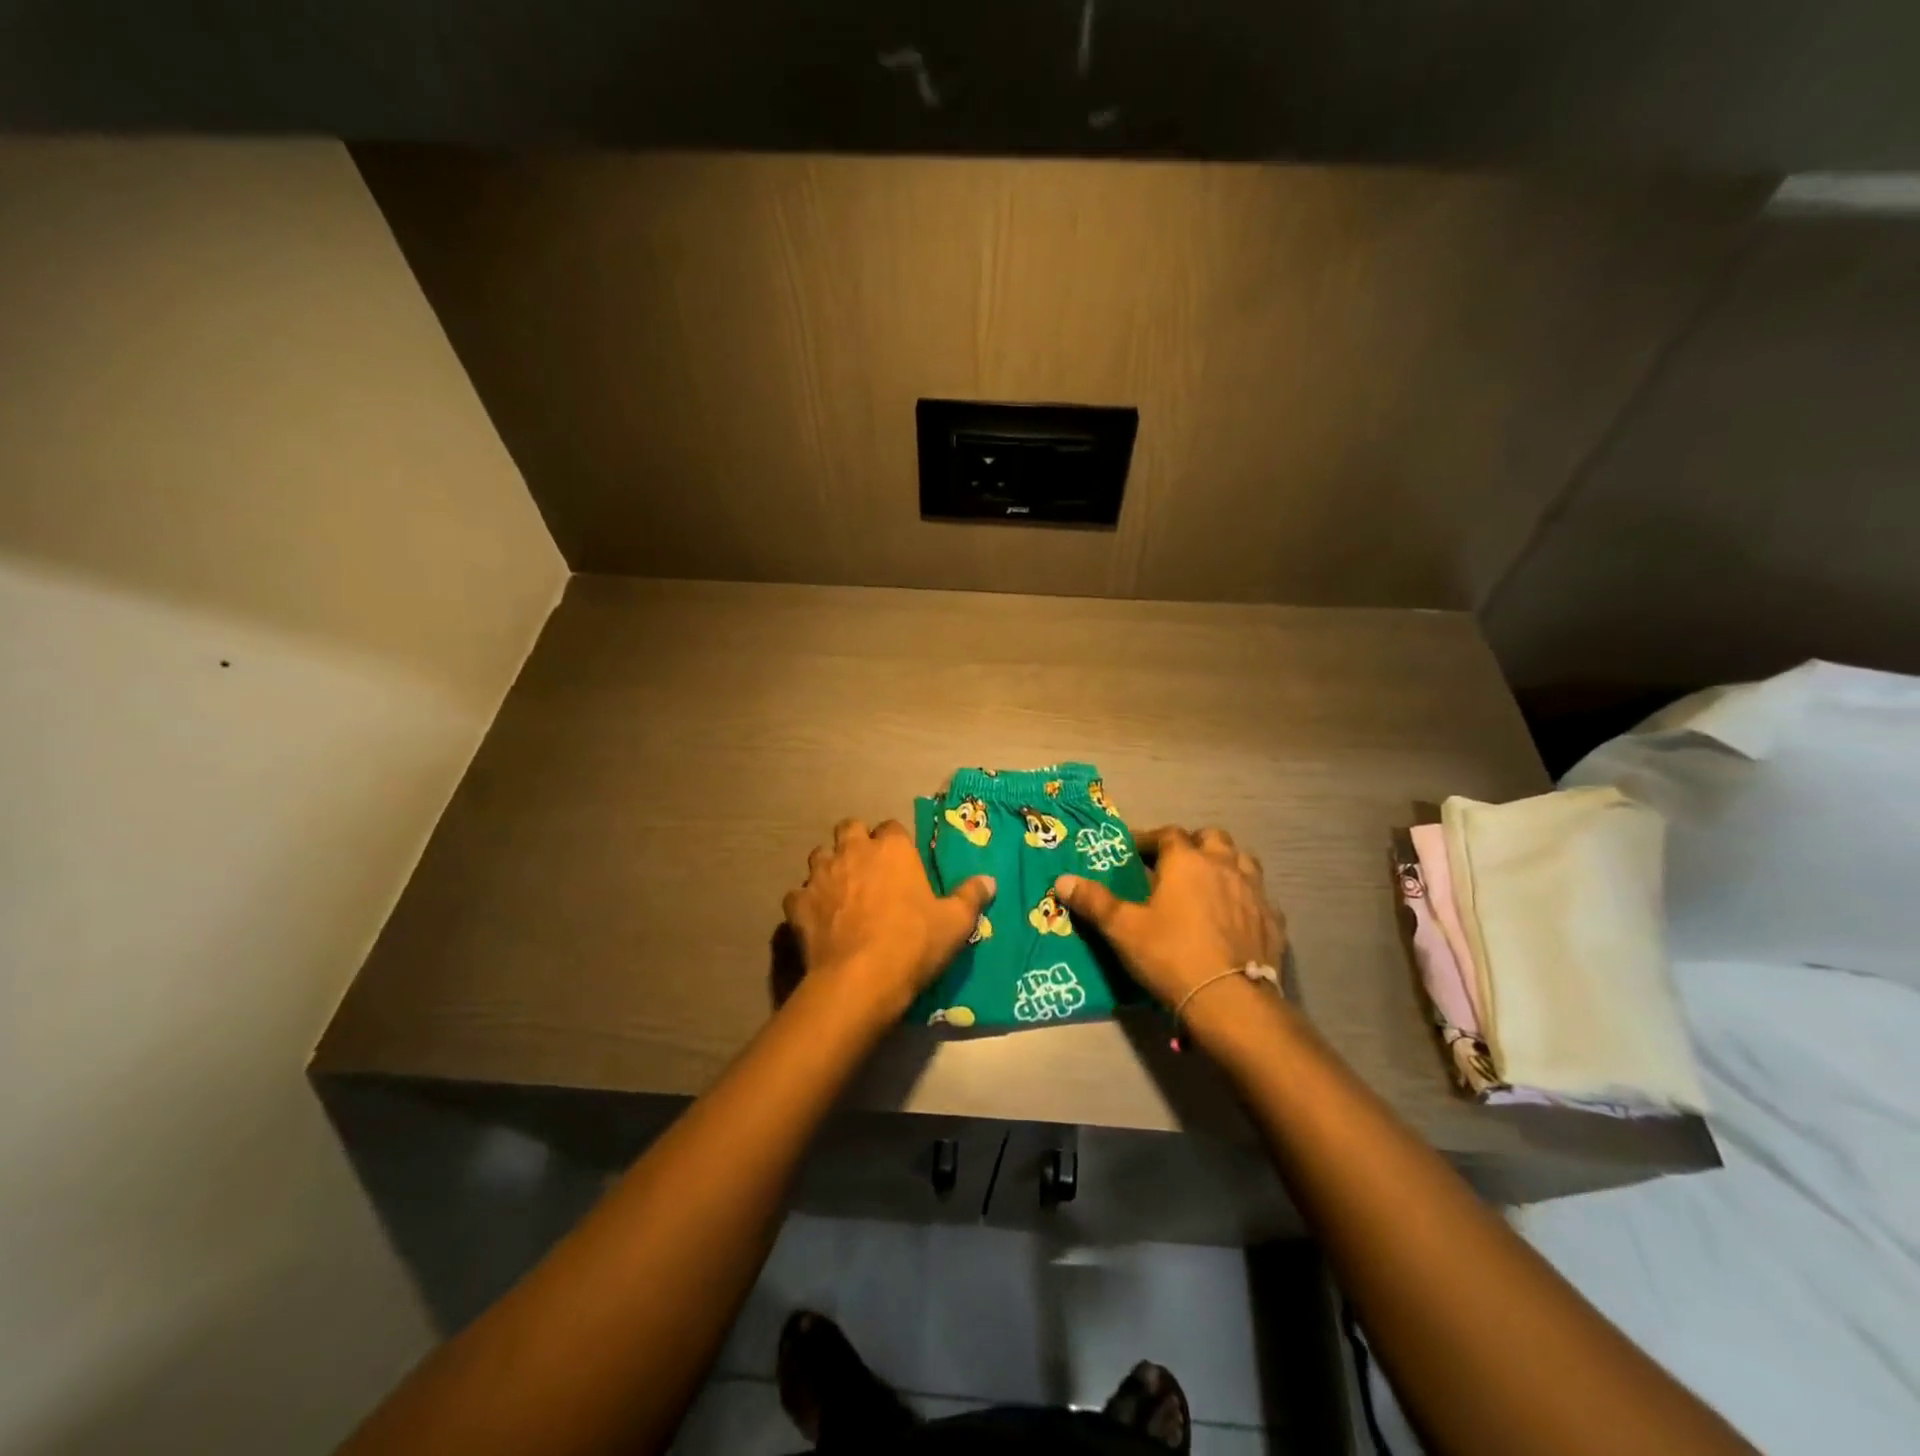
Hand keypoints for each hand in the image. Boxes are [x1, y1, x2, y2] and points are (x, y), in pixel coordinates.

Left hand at [783, 818, 995, 1023]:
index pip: (892, 827)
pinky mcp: (797, 905)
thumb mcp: (955, 923)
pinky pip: (798, 895)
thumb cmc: (913, 943)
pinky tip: (816, 919)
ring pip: (819, 856)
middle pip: (849, 828)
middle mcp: (853, 852)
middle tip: (867, 867)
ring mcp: (820, 876)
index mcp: (892, 849)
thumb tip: (989, 880)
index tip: (902, 862)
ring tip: (840, 890)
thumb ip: (971, 896)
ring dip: (829, 867)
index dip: (896, 843)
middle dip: (856, 841)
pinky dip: (806, 903)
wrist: (860, 980)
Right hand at [1053, 827, 1285, 1009]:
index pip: (1168, 834)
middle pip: (1213, 838)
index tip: (1135, 851)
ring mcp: (1254, 892)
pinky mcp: (1273, 920)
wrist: (1230, 1000)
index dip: (1150, 838)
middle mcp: (1224, 866)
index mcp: (1187, 861)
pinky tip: (1236, 917)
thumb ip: (1093, 901)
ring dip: (1226, 864)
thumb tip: (1061, 880)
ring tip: (1209, 883)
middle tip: (1176, 864)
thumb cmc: (1171, 955)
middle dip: (1194, 844)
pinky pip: (1260, 897)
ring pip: (1243, 861)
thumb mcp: (1123, 929)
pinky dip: (1246, 898)